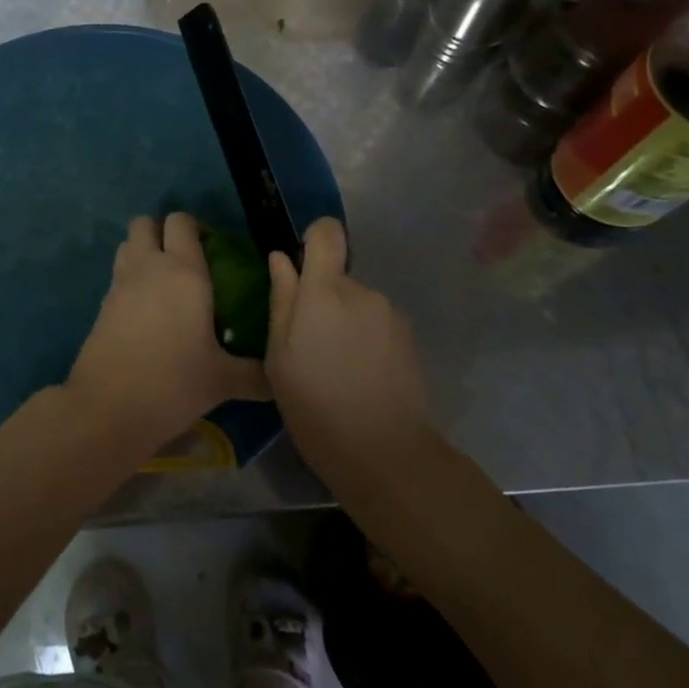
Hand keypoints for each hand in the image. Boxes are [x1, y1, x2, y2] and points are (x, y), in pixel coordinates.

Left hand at [66, 214, 267, 453]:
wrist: (108, 407)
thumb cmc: (173, 383)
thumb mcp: (223, 381)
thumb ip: (255, 374)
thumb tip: (278, 379)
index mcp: (184, 272)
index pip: (182, 222)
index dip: (196, 227)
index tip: (212, 250)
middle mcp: (148, 267)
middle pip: (145, 223)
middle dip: (163, 231)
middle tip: (186, 259)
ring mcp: (120, 283)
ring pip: (128, 245)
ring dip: (144, 251)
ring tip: (165, 281)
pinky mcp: (101, 304)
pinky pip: (118, 274)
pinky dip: (131, 279)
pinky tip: (148, 311)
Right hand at [266, 217, 436, 497]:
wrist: (386, 454)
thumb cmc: (315, 406)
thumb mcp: (279, 358)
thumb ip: (281, 301)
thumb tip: (281, 260)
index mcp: (325, 292)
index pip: (327, 233)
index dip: (313, 238)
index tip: (300, 266)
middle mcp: (363, 292)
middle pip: (337, 276)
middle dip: (321, 300)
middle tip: (307, 345)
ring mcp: (391, 315)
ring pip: (357, 303)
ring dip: (343, 322)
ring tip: (334, 368)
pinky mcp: (409, 339)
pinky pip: (376, 324)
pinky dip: (364, 340)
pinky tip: (359, 377)